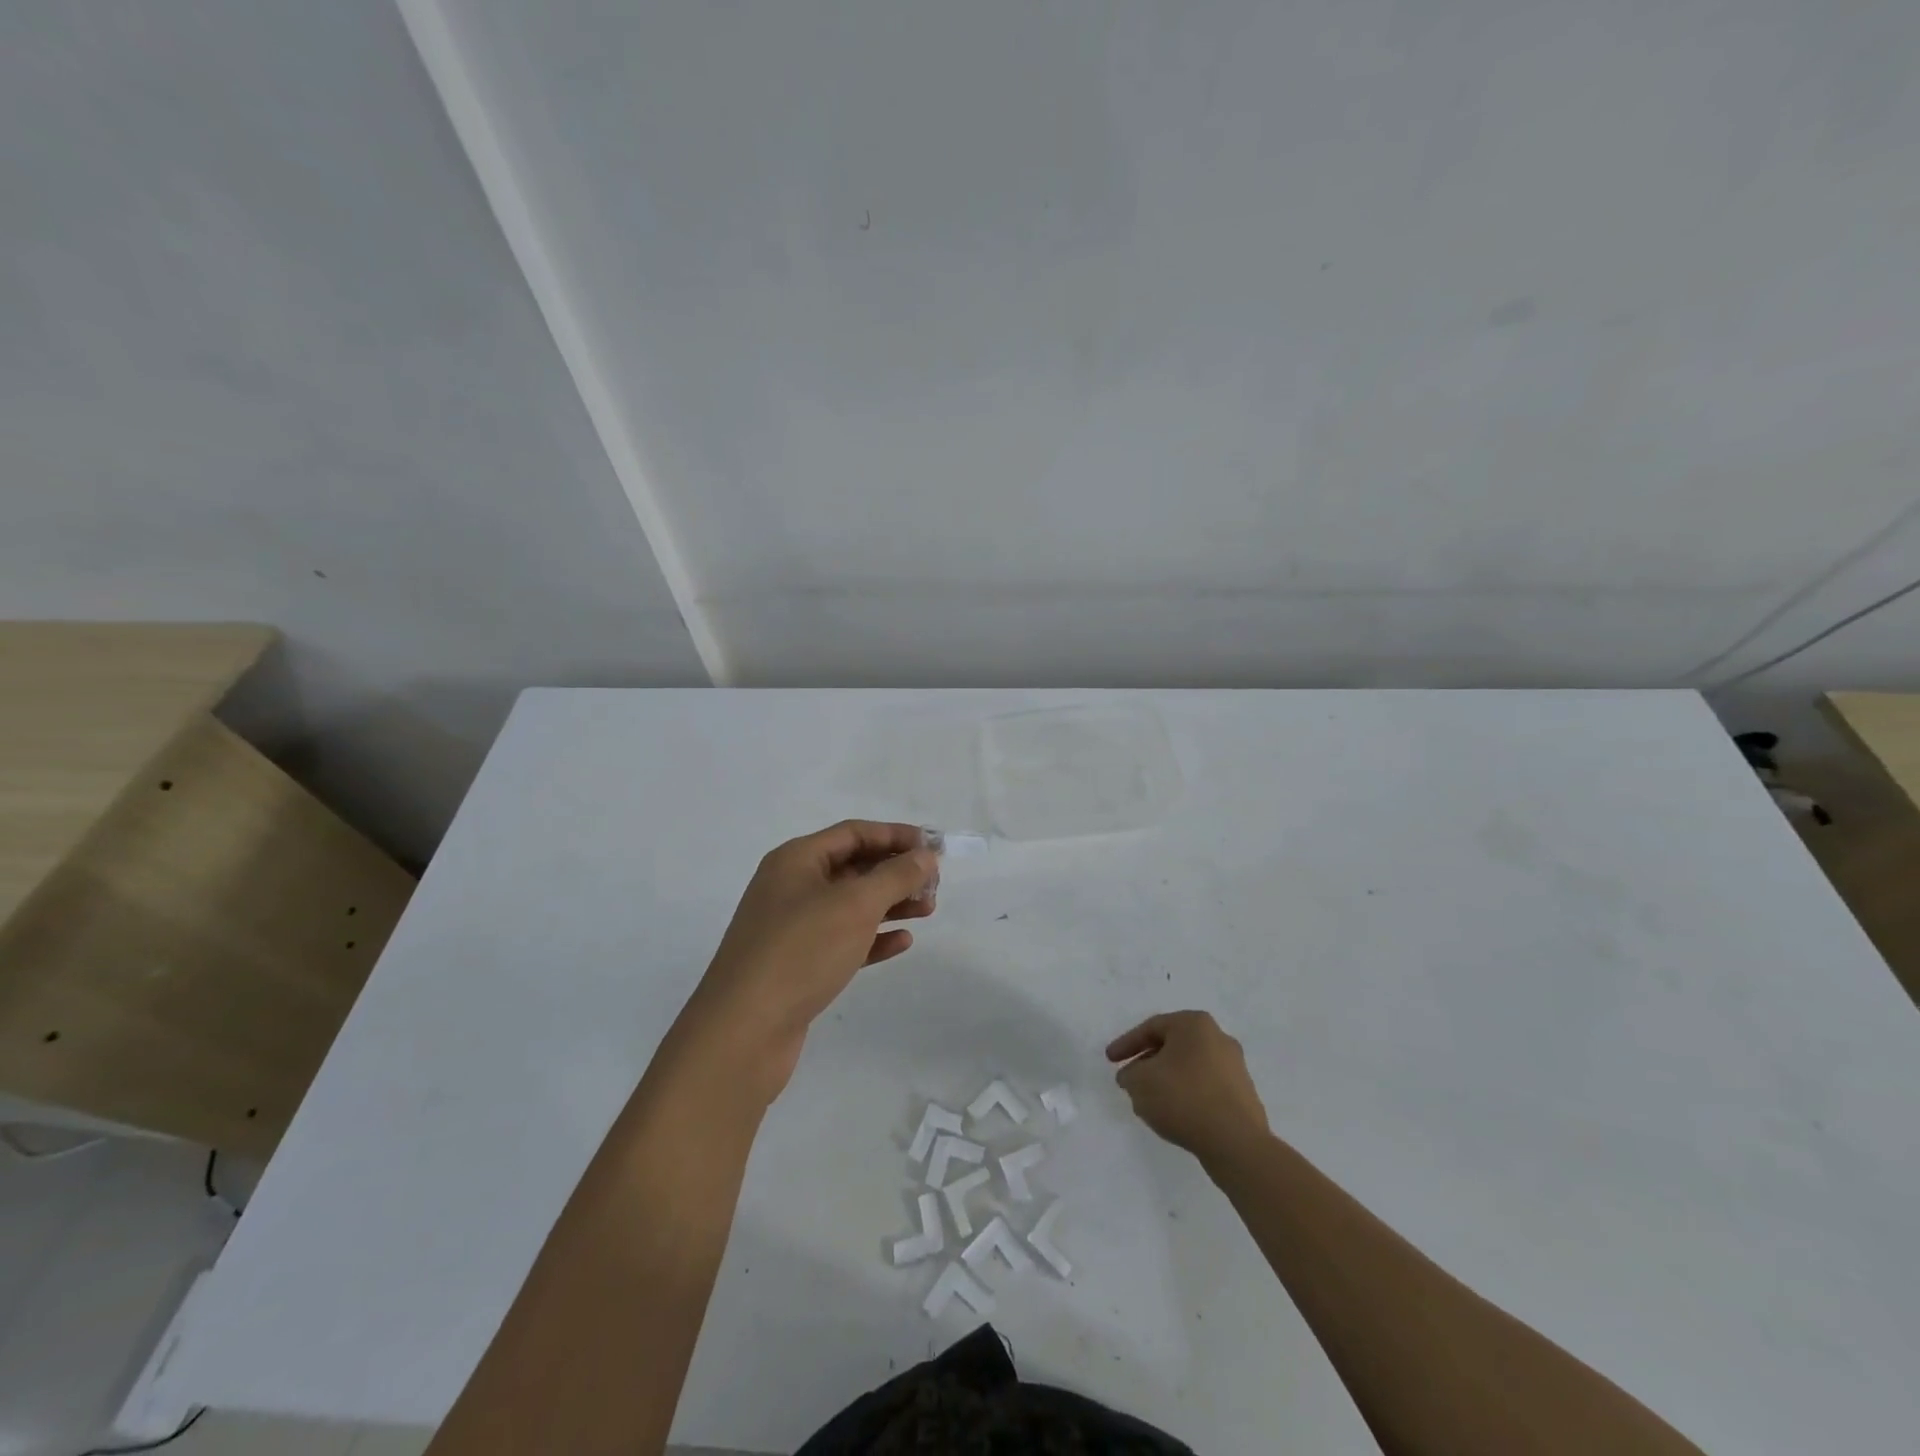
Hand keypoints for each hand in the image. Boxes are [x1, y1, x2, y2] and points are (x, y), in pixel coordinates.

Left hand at [679, 821, 938, 1102]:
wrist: (744, 1031)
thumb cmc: (801, 951)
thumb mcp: (855, 905)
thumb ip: (895, 876)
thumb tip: (924, 855)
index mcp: (796, 860)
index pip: (853, 833)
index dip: (895, 835)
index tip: (933, 846)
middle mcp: (791, 887)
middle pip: (853, 867)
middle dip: (895, 872)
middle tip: (934, 884)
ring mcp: (792, 928)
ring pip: (850, 906)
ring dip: (890, 904)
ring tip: (928, 911)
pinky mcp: (798, 965)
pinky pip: (843, 941)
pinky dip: (873, 938)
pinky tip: (902, 943)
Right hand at [1106, 1010, 1269, 1163]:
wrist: (1236, 1143)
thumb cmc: (1183, 1098)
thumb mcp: (1140, 1082)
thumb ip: (1129, 1074)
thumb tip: (1132, 1076)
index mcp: (1195, 1024)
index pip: (1152, 1028)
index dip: (1127, 1044)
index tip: (1110, 1061)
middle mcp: (1218, 1038)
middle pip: (1172, 1046)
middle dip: (1147, 1063)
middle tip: (1130, 1079)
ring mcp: (1235, 1067)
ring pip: (1189, 1068)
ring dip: (1166, 1081)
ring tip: (1149, 1102)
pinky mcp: (1243, 1095)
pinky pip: (1205, 1088)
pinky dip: (1186, 1096)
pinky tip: (1174, 1115)